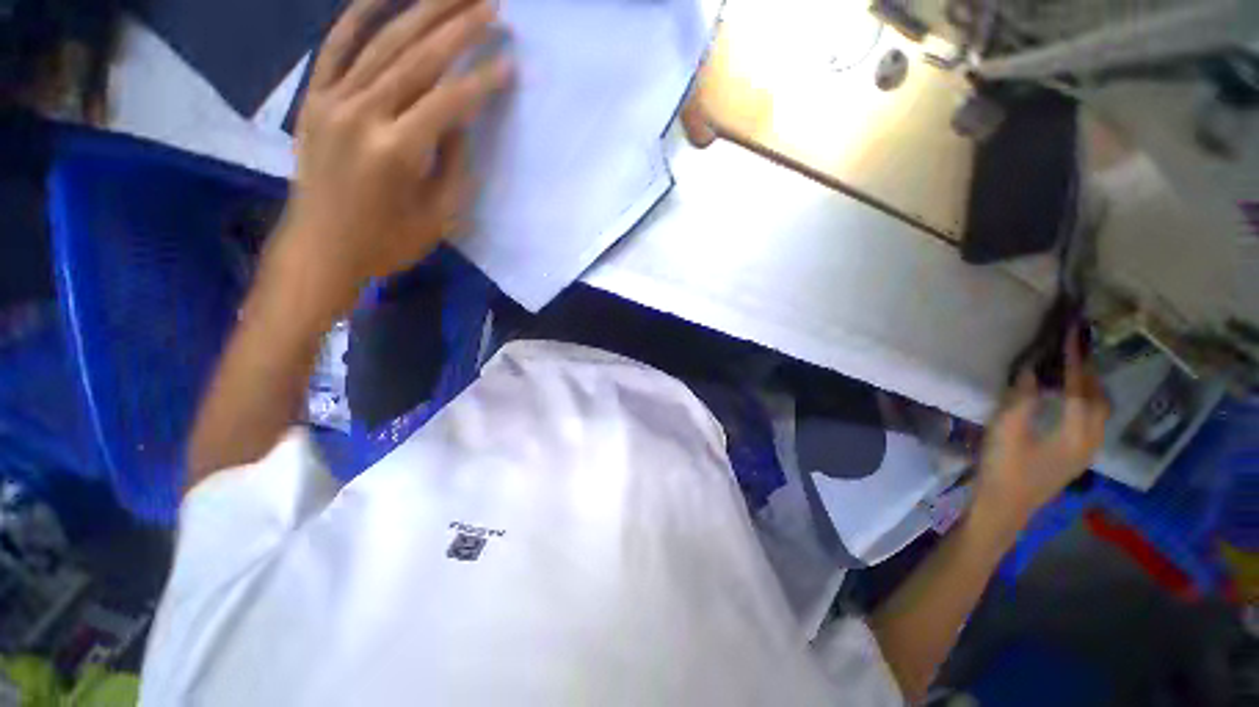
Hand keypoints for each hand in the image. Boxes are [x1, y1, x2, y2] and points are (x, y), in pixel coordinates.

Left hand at [273, 0, 511, 317]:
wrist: (320, 248)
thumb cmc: (387, 241)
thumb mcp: (438, 216)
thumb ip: (453, 163)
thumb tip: (460, 119)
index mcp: (397, 151)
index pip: (450, 101)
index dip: (485, 80)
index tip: (513, 62)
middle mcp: (362, 114)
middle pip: (418, 58)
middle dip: (459, 27)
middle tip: (491, 4)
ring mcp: (332, 101)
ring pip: (382, 42)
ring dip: (421, 11)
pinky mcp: (314, 99)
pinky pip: (336, 47)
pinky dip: (358, 16)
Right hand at [974, 328, 1111, 528]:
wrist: (1004, 507)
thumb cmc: (1003, 469)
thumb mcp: (1006, 431)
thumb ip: (1021, 399)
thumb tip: (1030, 369)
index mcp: (1076, 433)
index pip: (1080, 388)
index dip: (1074, 361)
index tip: (1069, 336)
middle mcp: (1091, 440)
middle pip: (1100, 399)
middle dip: (1088, 372)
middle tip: (1072, 350)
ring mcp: (1086, 451)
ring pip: (1099, 411)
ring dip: (1089, 387)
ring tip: (1071, 370)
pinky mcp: (1077, 457)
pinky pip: (1092, 421)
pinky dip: (1085, 402)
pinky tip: (1068, 400)